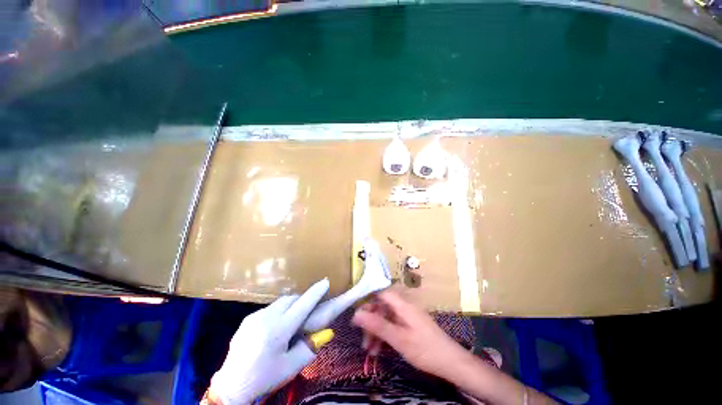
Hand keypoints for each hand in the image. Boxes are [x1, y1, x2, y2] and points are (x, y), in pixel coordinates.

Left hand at [210, 279, 329, 404]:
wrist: (231, 387)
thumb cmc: (264, 378)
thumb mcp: (291, 367)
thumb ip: (310, 348)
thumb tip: (326, 332)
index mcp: (278, 330)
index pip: (302, 305)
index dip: (315, 293)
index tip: (325, 282)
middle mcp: (266, 318)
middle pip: (291, 299)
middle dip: (303, 299)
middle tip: (310, 308)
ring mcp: (254, 317)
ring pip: (280, 302)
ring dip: (290, 305)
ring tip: (293, 319)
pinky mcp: (247, 320)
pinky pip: (269, 309)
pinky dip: (278, 311)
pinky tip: (276, 327)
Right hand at [352, 289, 469, 377]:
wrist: (451, 363)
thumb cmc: (424, 349)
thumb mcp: (398, 338)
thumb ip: (377, 325)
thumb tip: (356, 313)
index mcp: (402, 304)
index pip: (380, 293)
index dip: (368, 301)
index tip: (357, 316)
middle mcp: (404, 306)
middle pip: (382, 307)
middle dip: (371, 322)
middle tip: (363, 340)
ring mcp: (407, 316)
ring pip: (386, 318)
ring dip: (376, 332)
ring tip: (369, 350)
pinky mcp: (410, 326)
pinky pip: (393, 326)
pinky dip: (385, 336)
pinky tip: (379, 351)